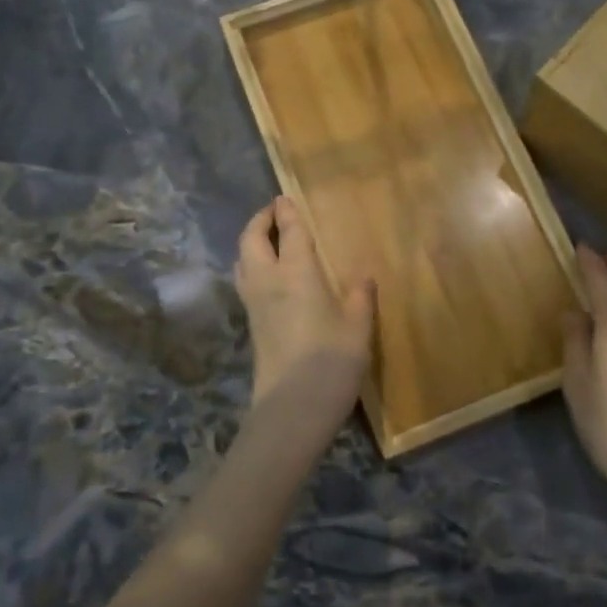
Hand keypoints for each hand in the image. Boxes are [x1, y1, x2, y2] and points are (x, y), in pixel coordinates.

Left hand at [234, 197, 375, 443]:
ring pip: (242, 261)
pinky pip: (246, 281)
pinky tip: (269, 276)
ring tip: (268, 240)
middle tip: (274, 213)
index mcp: (297, 273)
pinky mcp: (251, 325)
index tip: (285, 198)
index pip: (289, 232)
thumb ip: (360, 297)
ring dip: (251, 243)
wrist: (292, 408)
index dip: (286, 212)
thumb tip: (364, 276)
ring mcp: (254, 304)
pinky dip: (252, 265)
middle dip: (260, 221)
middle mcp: (268, 281)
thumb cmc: (331, 362)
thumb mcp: (358, 328)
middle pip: (252, 240)